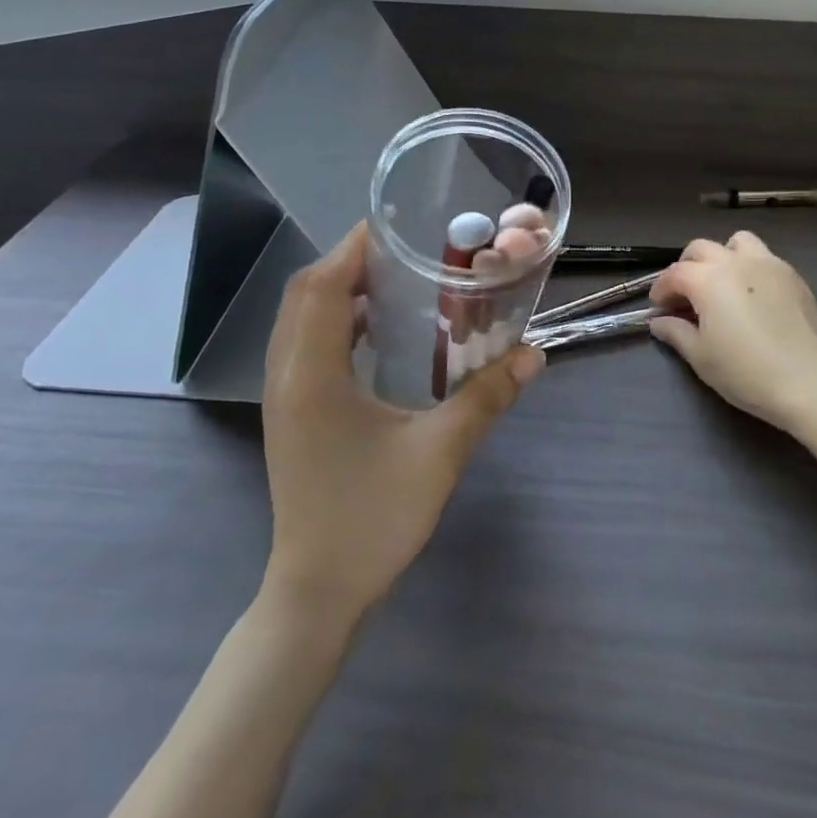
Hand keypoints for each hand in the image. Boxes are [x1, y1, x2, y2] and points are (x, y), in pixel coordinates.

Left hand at [259, 223, 543, 619]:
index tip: (397, 225)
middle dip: (349, 262)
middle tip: (404, 250)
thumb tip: (533, 356)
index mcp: (312, 376)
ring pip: (300, 320)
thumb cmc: (372, 518)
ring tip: (394, 279)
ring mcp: (283, 397)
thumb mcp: (439, 453)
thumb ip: (486, 398)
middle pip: (305, 295)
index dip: (354, 249)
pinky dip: (335, 322)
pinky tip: (377, 332)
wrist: (317, 591)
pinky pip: (305, 346)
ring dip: (339, 290)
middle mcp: (286, 376)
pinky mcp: (291, 414)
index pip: (323, 287)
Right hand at [649, 232, 816, 435]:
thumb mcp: (700, 356)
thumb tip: (660, 322)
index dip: (661, 289)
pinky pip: (764, 258)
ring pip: (737, 242)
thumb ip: (676, 333)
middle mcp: (735, 261)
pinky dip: (750, 268)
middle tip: (685, 294)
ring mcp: (768, 263)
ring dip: (723, 256)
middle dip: (687, 266)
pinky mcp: (792, 275)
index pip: (674, 273)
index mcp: (708, 279)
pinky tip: (753, 296)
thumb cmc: (744, 371)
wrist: (805, 380)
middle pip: (701, 248)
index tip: (659, 307)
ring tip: (722, 283)